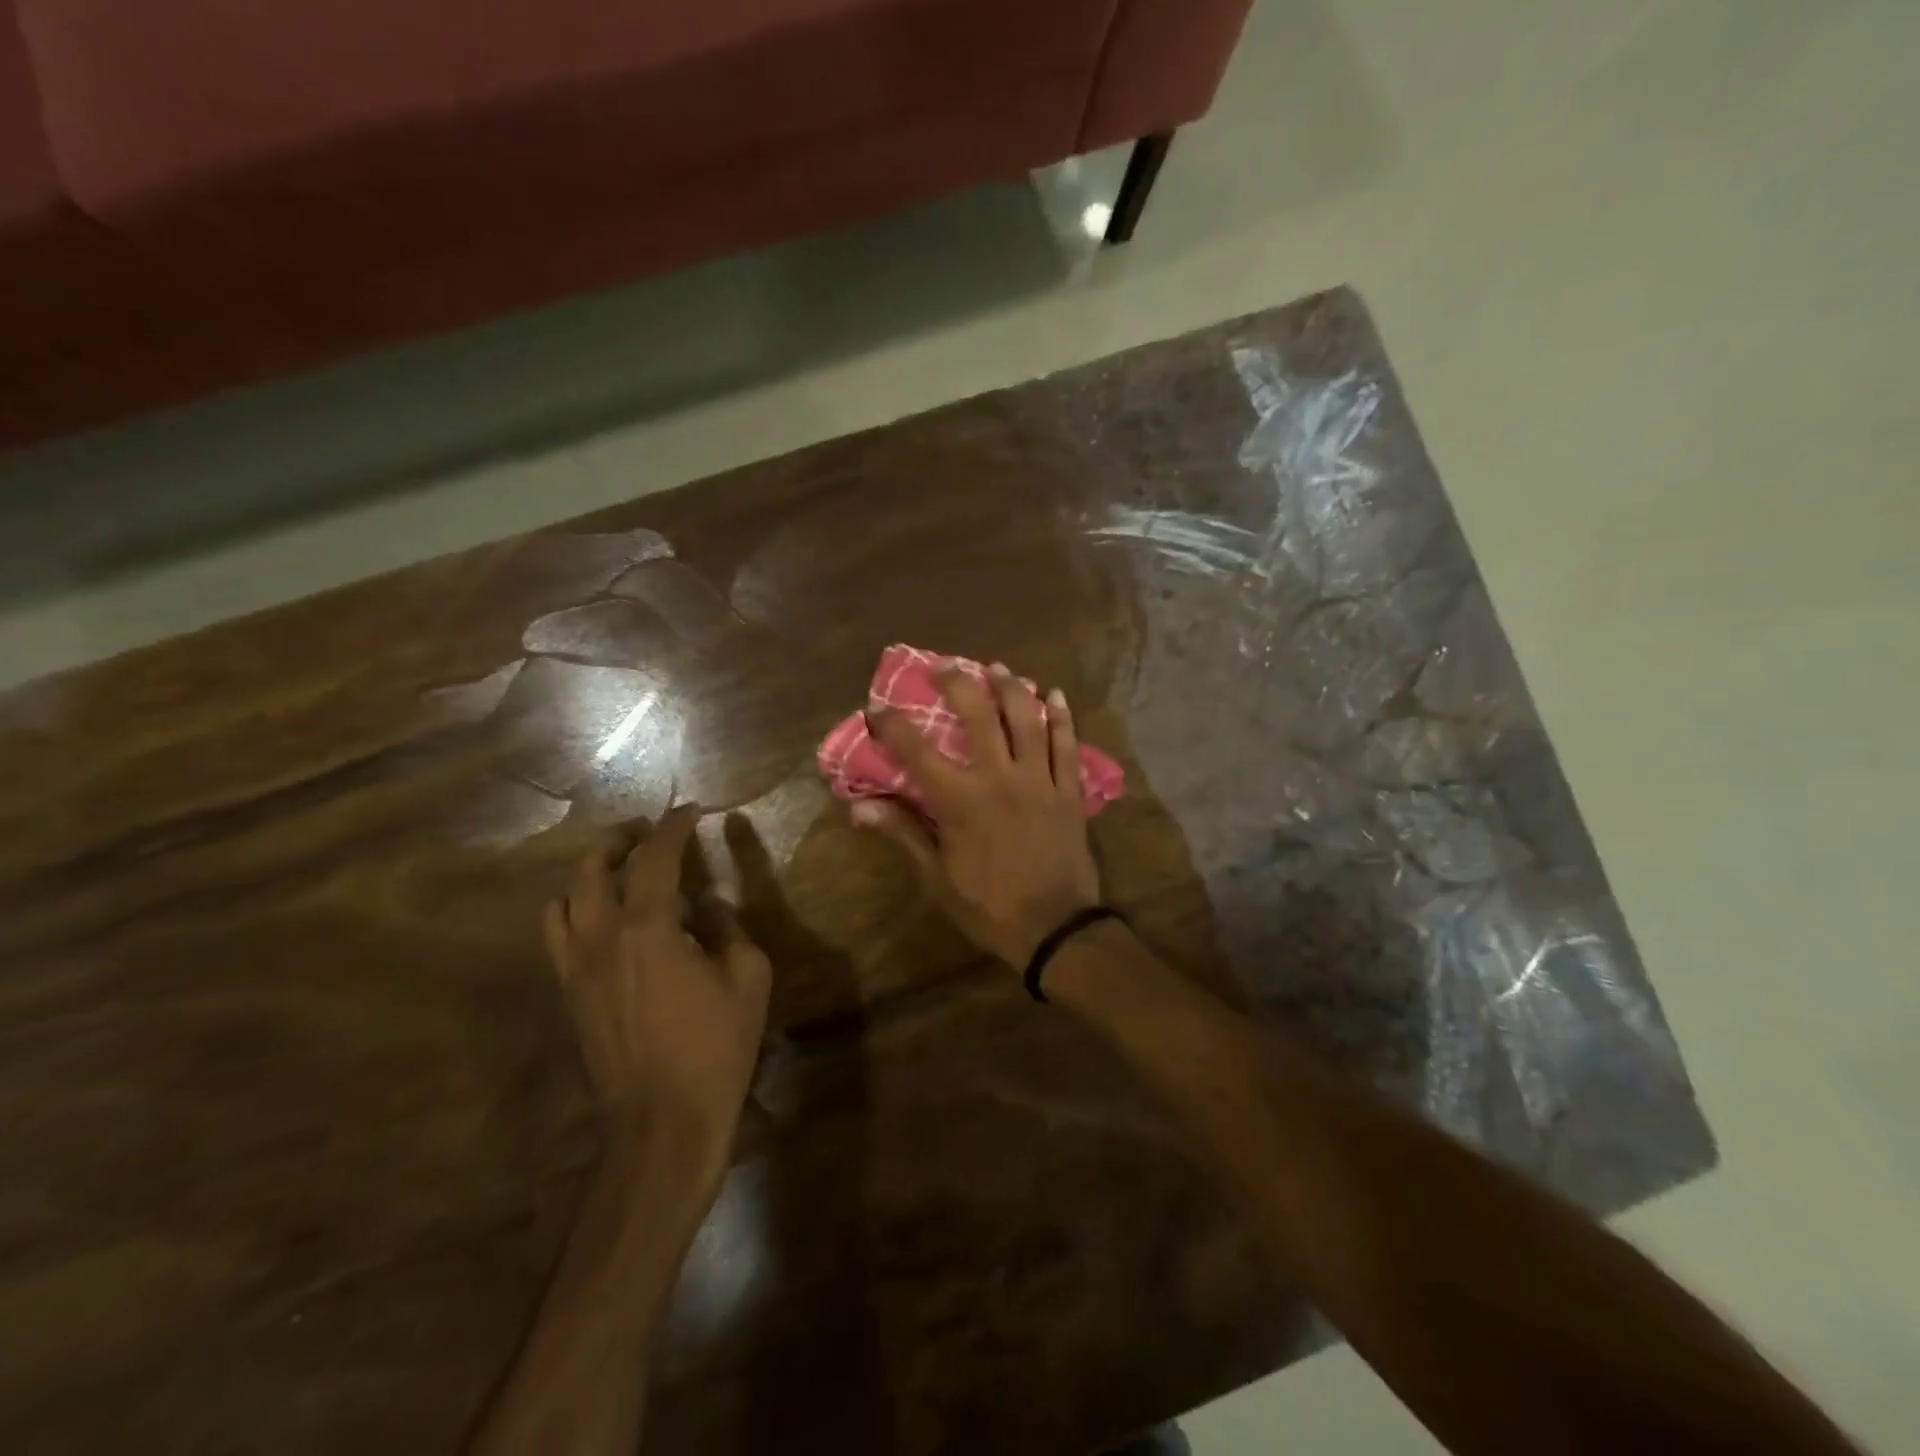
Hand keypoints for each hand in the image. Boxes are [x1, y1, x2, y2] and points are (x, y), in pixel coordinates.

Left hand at [543, 805, 771, 1168]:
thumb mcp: (747, 977)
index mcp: (648, 927)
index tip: (692, 810)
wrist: (662, 1121)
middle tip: (650, 831)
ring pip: (564, 897)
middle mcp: (600, 936)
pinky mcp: (568, 993)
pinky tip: (601, 916)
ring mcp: (575, 966)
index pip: (655, 856)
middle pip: (593, 866)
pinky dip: (574, 908)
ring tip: (620, 867)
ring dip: (591, 870)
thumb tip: (709, 905)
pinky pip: (556, 933)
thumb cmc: (715, 1046)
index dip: (674, 826)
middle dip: (622, 838)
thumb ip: (728, 929)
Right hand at [856, 664, 1101, 965]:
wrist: (1055, 928)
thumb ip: (902, 833)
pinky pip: (1068, 745)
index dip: (893, 725)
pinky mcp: (1069, 790)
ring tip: (997, 667)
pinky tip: (1055, 695)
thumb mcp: (937, 877)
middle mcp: (999, 777)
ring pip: (1027, 719)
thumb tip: (859, 807)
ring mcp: (1040, 779)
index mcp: (961, 800)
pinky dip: (1062, 717)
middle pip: (978, 715)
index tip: (877, 708)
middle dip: (957, 683)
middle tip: (943, 666)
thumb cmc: (989, 906)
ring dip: (1011, 688)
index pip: (917, 751)